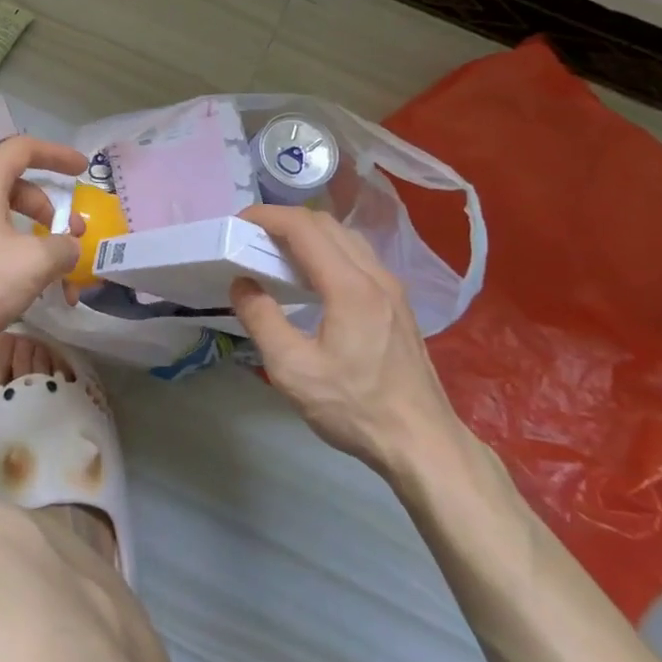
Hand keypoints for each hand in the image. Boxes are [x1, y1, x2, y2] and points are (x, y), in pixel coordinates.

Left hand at [0, 136, 86, 368]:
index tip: (82, 170)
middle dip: (47, 210)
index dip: (56, 154)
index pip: (22, 149)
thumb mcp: (31, 265)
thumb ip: (61, 248)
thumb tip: (69, 246)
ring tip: (46, 274)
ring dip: (27, 238)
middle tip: (67, 239)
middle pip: (12, 187)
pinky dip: (3, 252)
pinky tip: (14, 287)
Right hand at [228, 204, 457, 473]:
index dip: (267, 216)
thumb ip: (261, 320)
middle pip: (326, 223)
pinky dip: (327, 249)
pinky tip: (311, 277)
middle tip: (251, 237)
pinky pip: (357, 256)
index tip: (238, 223)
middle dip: (284, 220)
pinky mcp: (398, 303)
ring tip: (276, 252)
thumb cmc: (355, 408)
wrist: (424, 445)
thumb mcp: (293, 370)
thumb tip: (242, 283)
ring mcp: (392, 288)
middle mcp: (375, 275)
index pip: (303, 227)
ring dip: (308, 233)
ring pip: (345, 237)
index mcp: (349, 286)